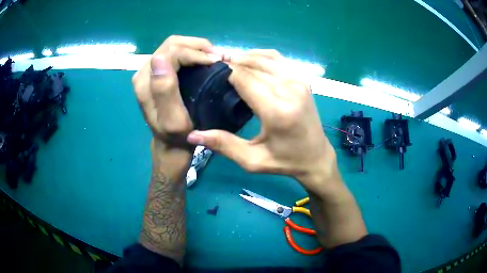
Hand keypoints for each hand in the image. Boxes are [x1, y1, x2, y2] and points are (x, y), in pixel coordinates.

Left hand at [132, 35, 221, 149]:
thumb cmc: (177, 136)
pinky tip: (205, 59)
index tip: (216, 62)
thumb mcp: (172, 119)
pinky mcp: (158, 72)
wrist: (171, 144)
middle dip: (198, 46)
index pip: (170, 53)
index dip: (194, 52)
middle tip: (219, 57)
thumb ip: (164, 89)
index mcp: (145, 82)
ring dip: (197, 47)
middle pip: (172, 44)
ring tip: (215, 57)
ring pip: (174, 45)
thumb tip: (160, 57)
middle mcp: (144, 72)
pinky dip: (193, 52)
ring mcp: (150, 70)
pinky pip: (176, 52)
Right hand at [186, 50, 337, 194]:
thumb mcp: (252, 160)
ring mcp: (298, 80)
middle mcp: (289, 89)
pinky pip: (277, 58)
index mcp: (277, 110)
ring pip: (263, 58)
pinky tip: (249, 62)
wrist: (316, 156)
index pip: (243, 78)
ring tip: (228, 66)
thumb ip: (223, 145)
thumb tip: (192, 134)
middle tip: (214, 72)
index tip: (209, 77)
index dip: (223, 73)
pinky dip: (260, 56)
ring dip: (243, 58)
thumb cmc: (284, 162)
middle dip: (231, 65)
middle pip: (251, 65)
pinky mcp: (302, 78)